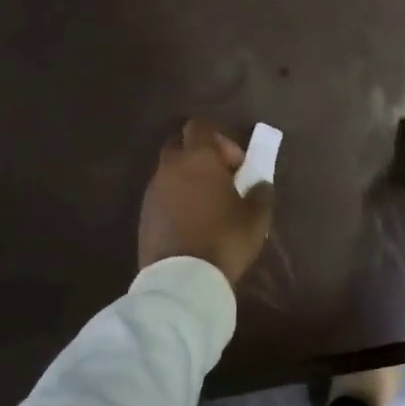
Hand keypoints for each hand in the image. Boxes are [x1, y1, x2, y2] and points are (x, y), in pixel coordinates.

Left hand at [139, 118, 274, 285]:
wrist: (182, 279)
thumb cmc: (225, 240)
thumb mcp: (257, 217)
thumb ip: (261, 191)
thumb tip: (259, 182)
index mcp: (198, 158)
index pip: (201, 126)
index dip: (221, 139)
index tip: (236, 165)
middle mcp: (171, 167)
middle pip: (181, 144)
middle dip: (200, 155)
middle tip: (221, 180)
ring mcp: (153, 190)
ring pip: (169, 170)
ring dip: (187, 179)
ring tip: (208, 205)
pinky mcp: (144, 213)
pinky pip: (162, 194)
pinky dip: (176, 199)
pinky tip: (191, 223)